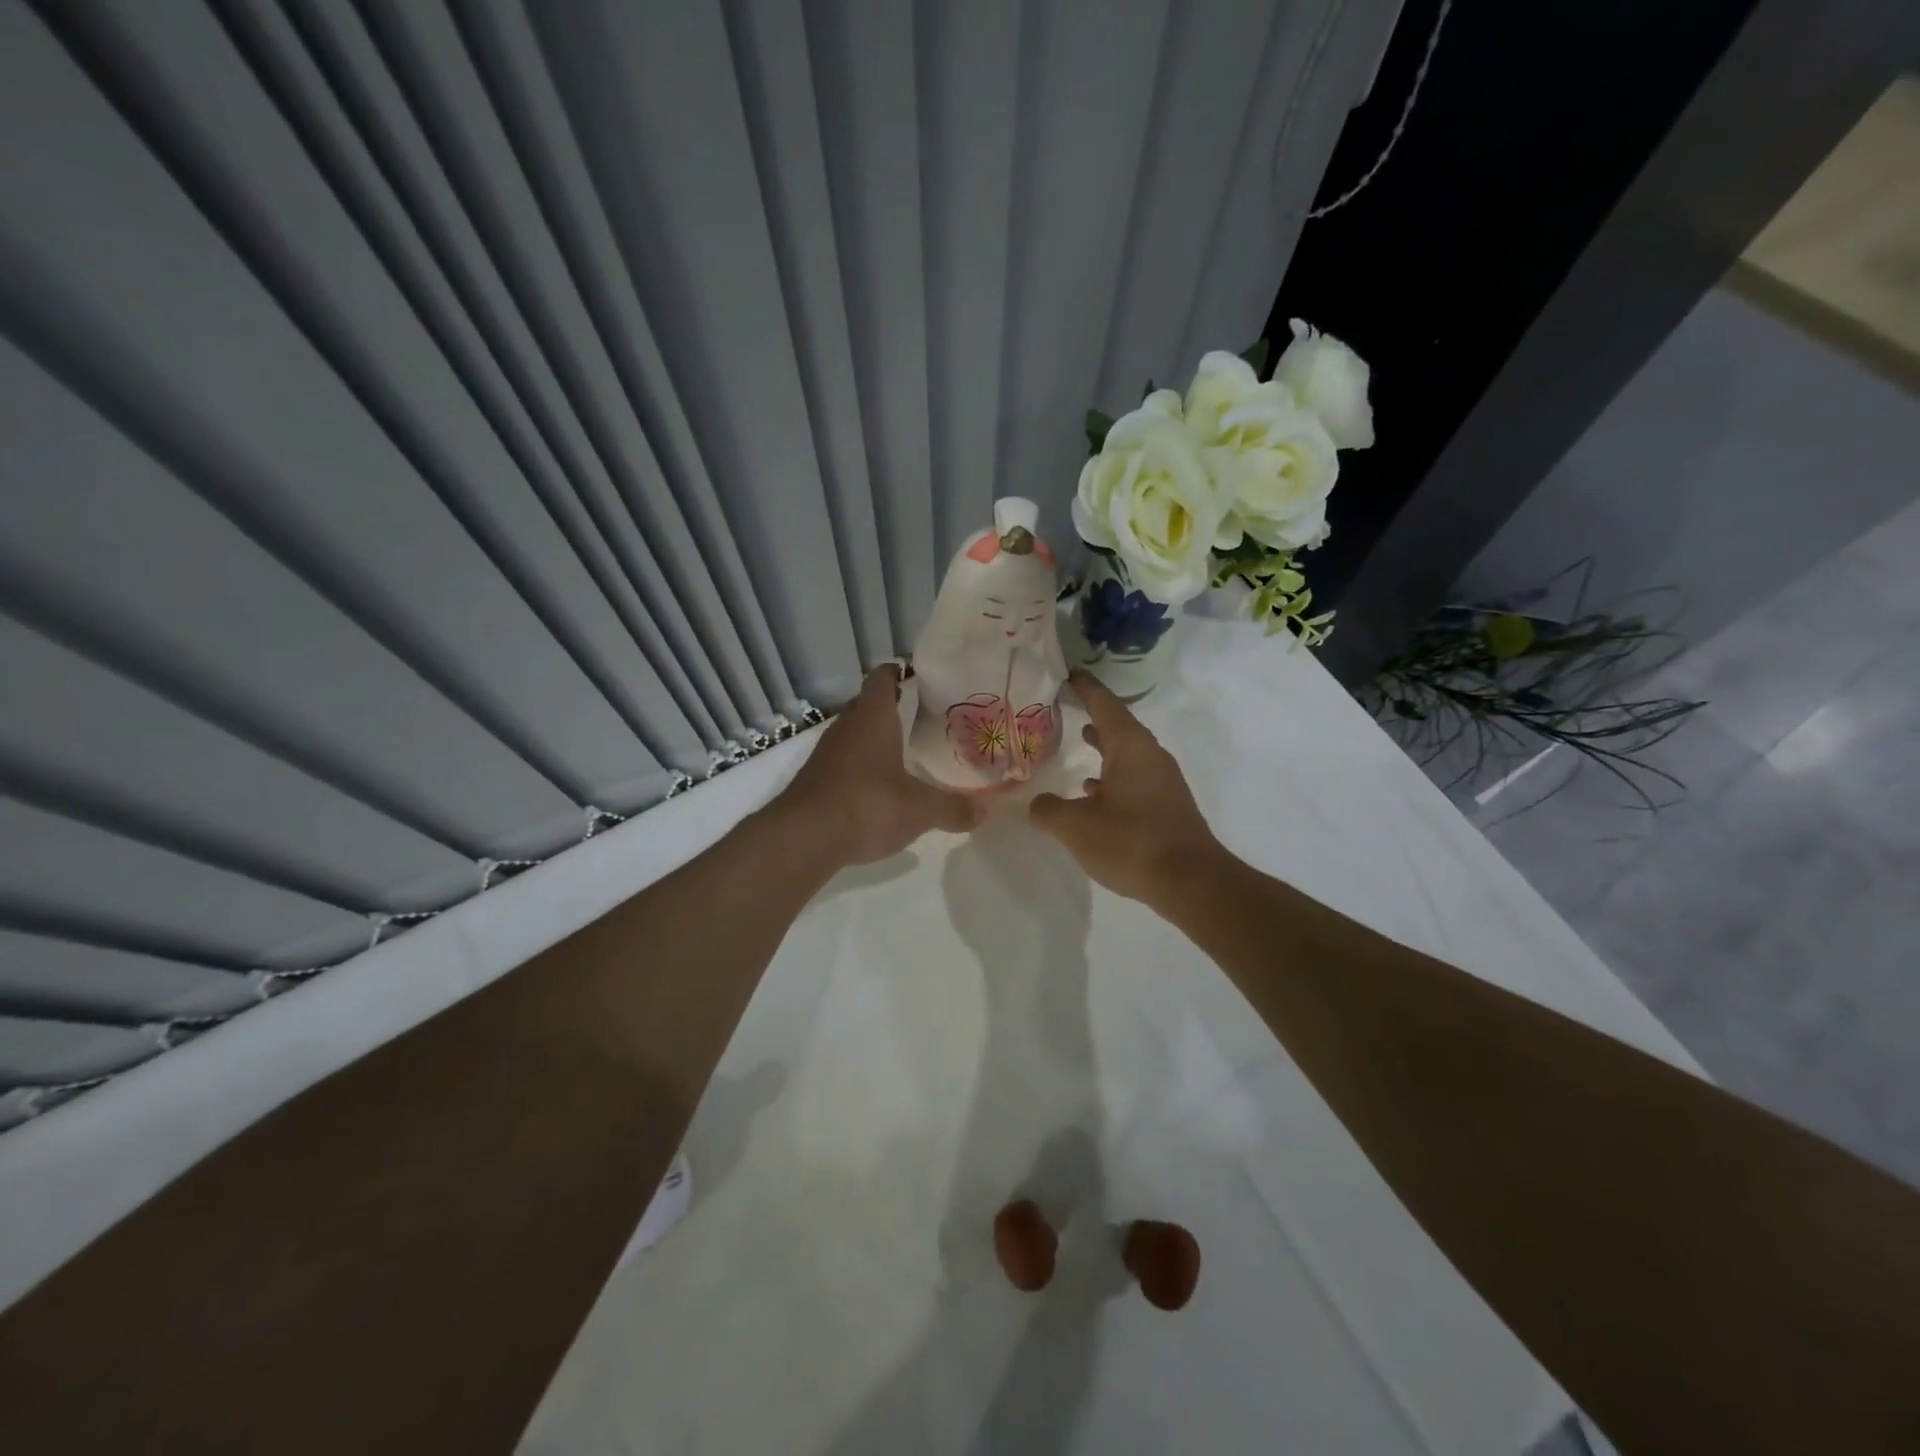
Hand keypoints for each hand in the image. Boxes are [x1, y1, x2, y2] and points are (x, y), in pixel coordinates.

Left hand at [776, 664, 979, 865]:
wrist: (805, 837)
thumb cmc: (869, 804)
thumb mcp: (920, 809)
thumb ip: (952, 808)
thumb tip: (985, 811)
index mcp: (873, 719)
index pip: (881, 680)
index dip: (894, 673)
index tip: (910, 673)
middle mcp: (846, 729)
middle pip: (863, 705)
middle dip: (884, 705)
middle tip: (911, 710)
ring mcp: (825, 755)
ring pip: (849, 733)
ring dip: (868, 736)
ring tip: (895, 747)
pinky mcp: (814, 781)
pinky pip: (839, 762)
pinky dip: (856, 765)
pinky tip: (873, 784)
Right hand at [1028, 671, 1220, 903]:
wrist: (1190, 881)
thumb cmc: (1130, 841)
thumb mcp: (1075, 826)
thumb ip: (1048, 810)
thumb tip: (1037, 803)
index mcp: (1130, 746)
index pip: (1104, 704)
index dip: (1085, 688)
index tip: (1069, 673)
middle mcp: (1150, 755)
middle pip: (1118, 726)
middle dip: (1093, 715)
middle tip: (1067, 706)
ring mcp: (1163, 781)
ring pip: (1128, 753)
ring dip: (1105, 746)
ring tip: (1080, 741)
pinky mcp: (1167, 805)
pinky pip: (1135, 778)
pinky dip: (1114, 776)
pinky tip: (1095, 794)